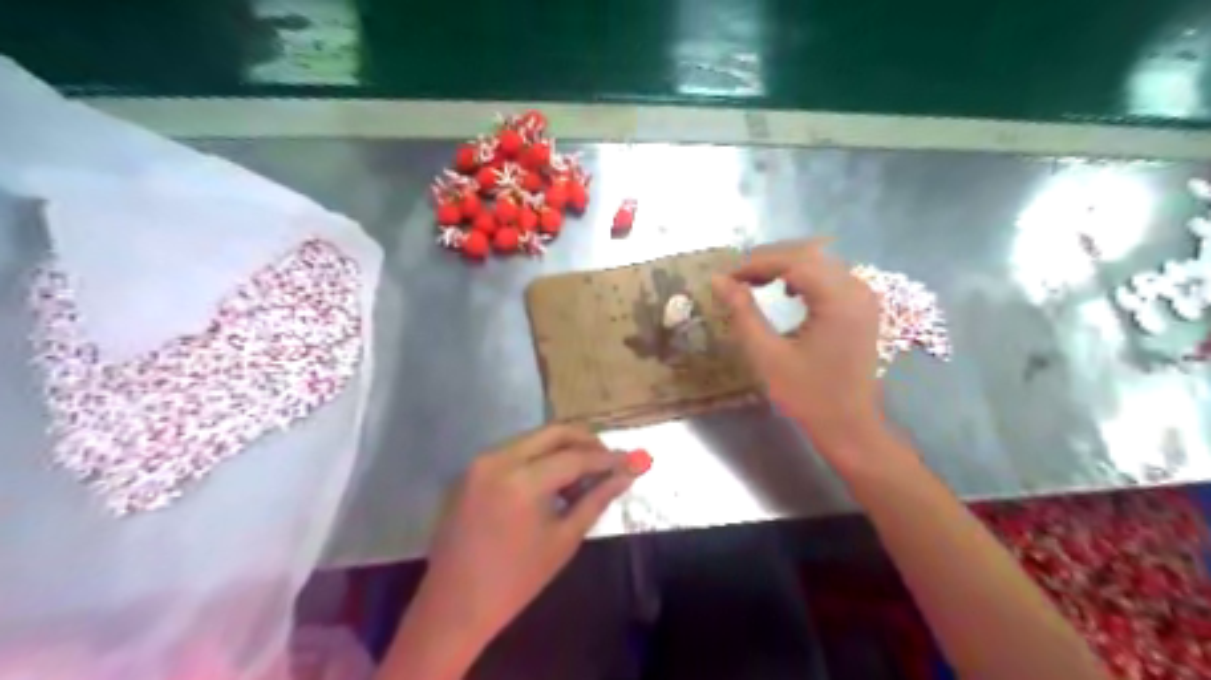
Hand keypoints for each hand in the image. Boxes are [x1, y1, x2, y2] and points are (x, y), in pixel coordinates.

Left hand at [421, 429, 636, 643]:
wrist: (454, 606)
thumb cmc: (515, 581)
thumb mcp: (563, 541)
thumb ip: (596, 501)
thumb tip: (626, 476)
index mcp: (522, 481)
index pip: (575, 457)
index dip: (607, 458)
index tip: (632, 460)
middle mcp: (499, 460)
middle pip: (553, 433)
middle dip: (586, 442)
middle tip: (609, 460)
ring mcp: (481, 462)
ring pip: (534, 439)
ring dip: (563, 449)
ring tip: (583, 476)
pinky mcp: (472, 470)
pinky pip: (515, 452)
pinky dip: (539, 458)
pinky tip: (553, 481)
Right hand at [710, 239, 885, 466]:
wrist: (849, 426)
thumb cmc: (807, 395)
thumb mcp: (768, 355)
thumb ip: (743, 313)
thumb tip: (719, 280)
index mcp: (838, 299)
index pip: (793, 262)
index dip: (755, 264)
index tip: (726, 278)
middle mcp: (857, 289)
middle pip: (808, 255)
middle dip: (768, 261)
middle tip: (736, 279)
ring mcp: (863, 296)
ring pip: (819, 262)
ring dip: (785, 266)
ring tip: (754, 282)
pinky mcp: (862, 307)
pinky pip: (830, 276)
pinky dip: (803, 276)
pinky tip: (786, 290)